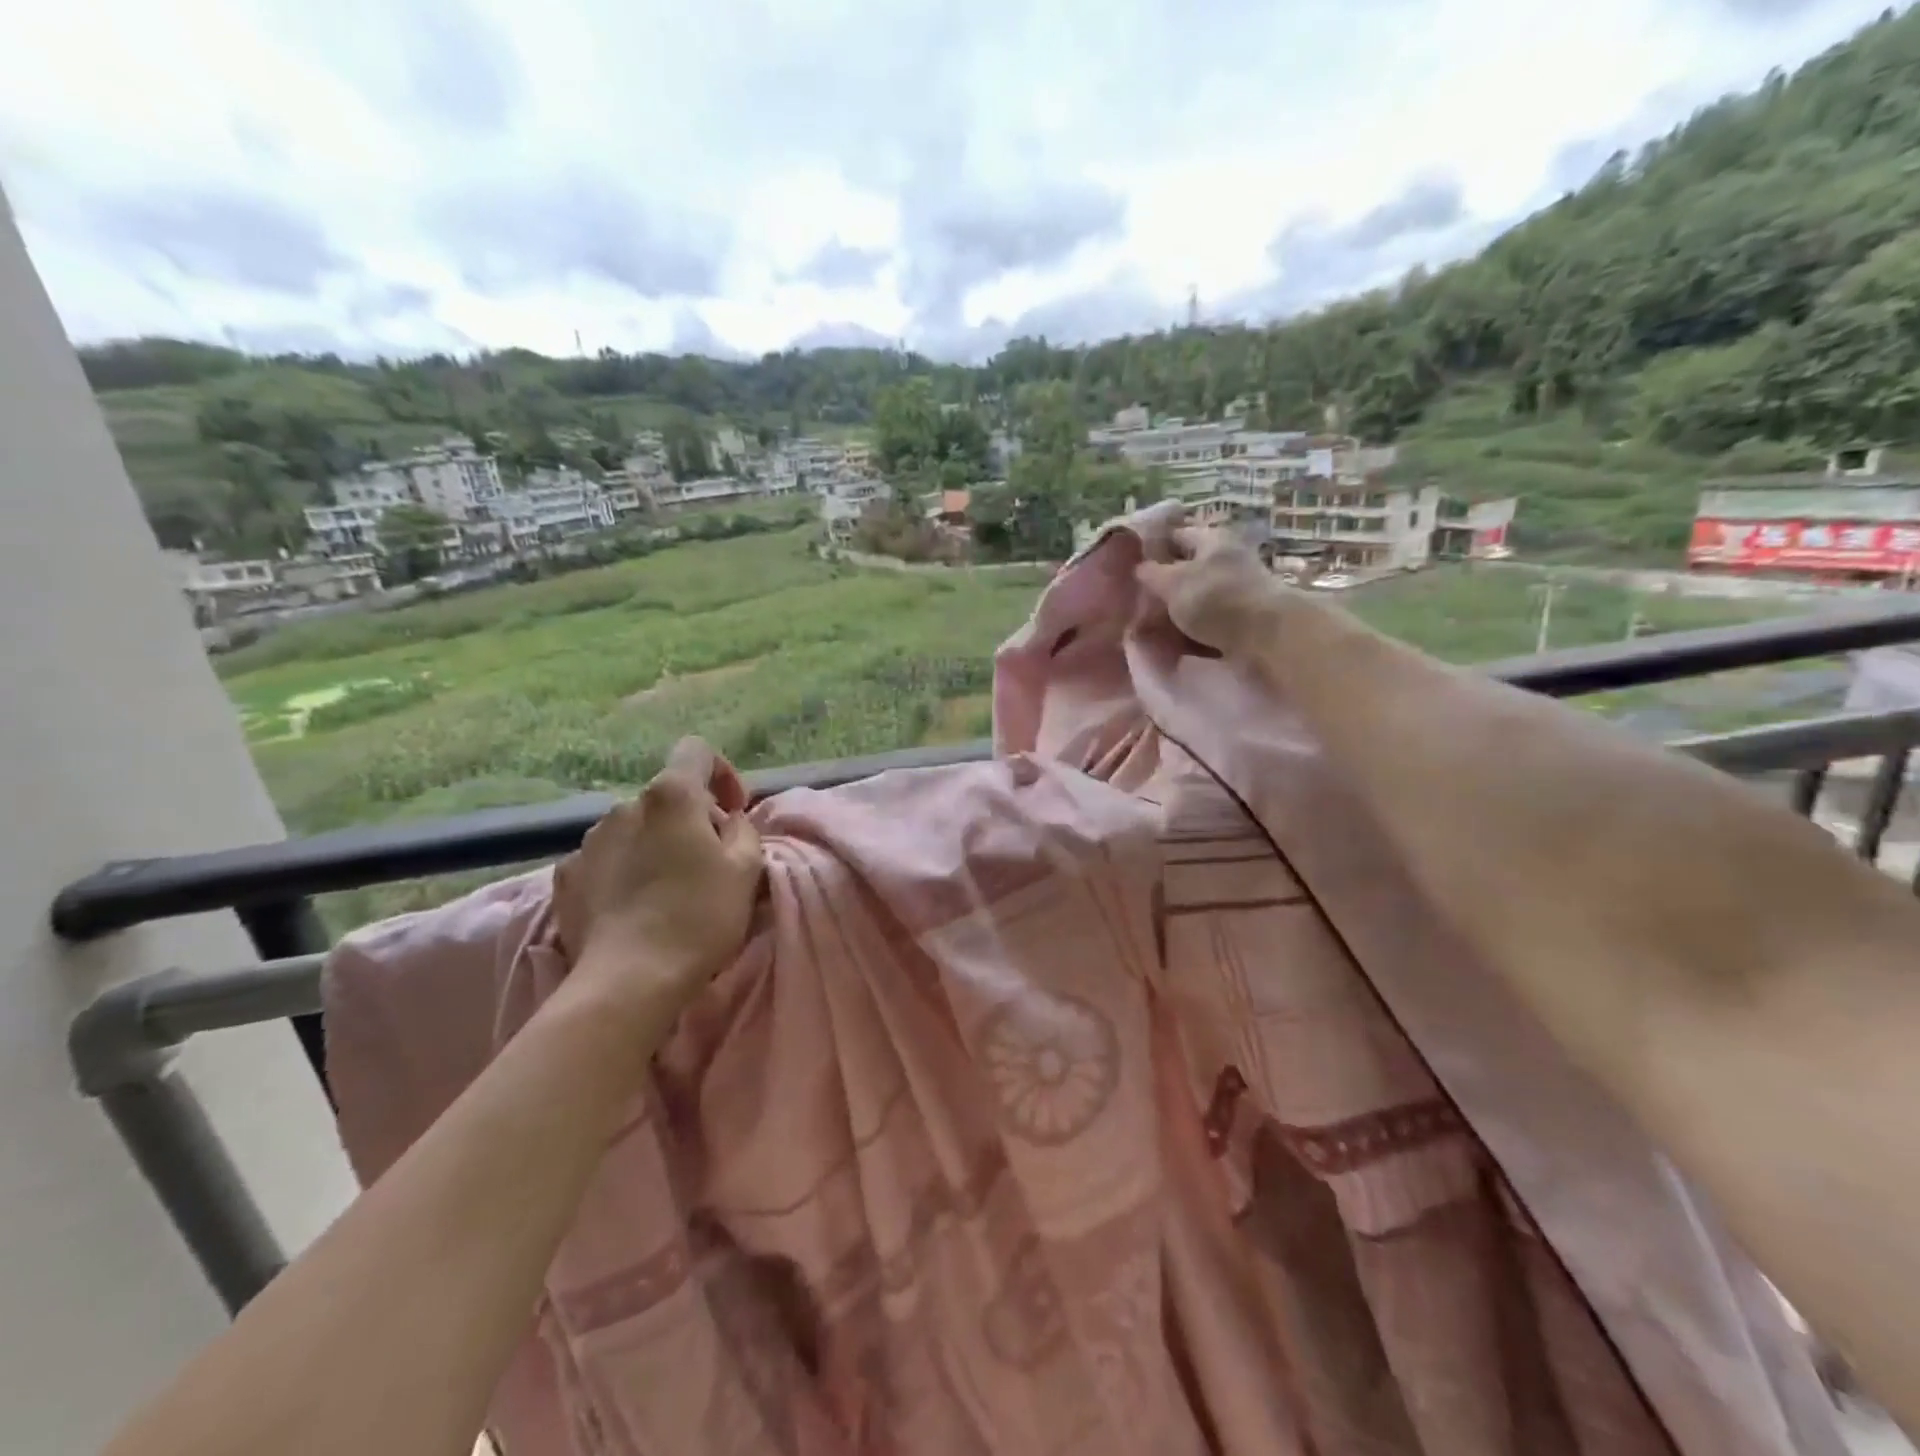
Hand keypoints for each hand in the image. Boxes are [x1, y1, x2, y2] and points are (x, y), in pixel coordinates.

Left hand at [553, 737, 763, 1023]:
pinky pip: (604, 859)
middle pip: (667, 797)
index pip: (696, 751)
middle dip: (690, 820)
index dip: (722, 773)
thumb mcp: (746, 869)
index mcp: (671, 796)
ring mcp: (588, 841)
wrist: (628, 981)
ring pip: (634, 828)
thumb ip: (742, 829)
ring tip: (668, 889)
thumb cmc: (700, 917)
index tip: (733, 813)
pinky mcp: (566, 877)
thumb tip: (725, 820)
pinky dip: (623, 871)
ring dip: (655, 845)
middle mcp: (624, 806)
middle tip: (708, 863)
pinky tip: (634, 907)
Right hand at [1136, 525, 1285, 655]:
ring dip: (1177, 609)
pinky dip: (1193, 628)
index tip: (1131, 565)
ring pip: (1197, 595)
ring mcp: (1238, 588)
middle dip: (1164, 584)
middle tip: (1138, 601)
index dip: (1153, 546)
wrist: (1266, 636)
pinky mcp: (1243, 617)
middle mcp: (1227, 558)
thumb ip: (1151, 573)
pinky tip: (1176, 641)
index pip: (1176, 534)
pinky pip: (1210, 619)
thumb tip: (1139, 567)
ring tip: (1152, 626)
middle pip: (1188, 567)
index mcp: (1211, 540)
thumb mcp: (1172, 582)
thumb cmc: (1215, 600)